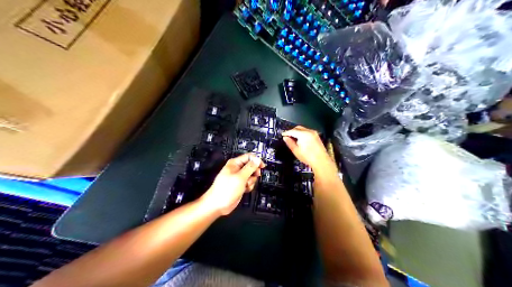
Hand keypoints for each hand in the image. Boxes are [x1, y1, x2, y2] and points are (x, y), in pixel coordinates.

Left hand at [200, 154, 263, 213]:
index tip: (262, 166)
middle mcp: (237, 169)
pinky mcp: (240, 185)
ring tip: (245, 185)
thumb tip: (257, 160)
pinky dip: (249, 186)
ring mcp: (238, 177)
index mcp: (234, 163)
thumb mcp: (240, 177)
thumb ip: (250, 168)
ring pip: (252, 176)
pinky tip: (244, 189)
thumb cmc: (225, 190)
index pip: (249, 157)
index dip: (256, 160)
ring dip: (251, 181)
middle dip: (253, 173)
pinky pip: (249, 183)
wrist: (218, 204)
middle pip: (252, 166)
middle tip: (252, 177)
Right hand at [282, 126, 333, 170]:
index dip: (286, 132)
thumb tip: (285, 138)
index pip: (292, 131)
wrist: (321, 161)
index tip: (283, 134)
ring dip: (297, 132)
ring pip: (303, 129)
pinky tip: (301, 139)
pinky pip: (307, 131)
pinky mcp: (316, 136)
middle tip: (288, 136)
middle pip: (298, 128)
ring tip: (294, 138)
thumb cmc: (308, 157)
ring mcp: (314, 133)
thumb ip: (290, 143)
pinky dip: (303, 133)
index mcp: (303, 134)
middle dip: (292, 131)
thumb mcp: (296, 151)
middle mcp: (309, 131)